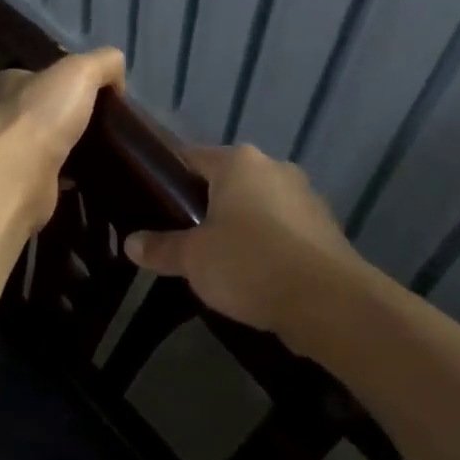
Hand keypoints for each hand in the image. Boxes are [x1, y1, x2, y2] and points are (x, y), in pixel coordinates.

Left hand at [0, 49, 125, 235]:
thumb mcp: (81, 70)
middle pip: (42, 109)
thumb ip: (103, 63)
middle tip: (103, 122)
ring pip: (45, 143)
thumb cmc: (41, 115)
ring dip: (69, 146)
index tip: (95, 91)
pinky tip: (90, 176)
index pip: (36, 75)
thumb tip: (117, 80)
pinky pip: (50, 175)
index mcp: (5, 83)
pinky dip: (68, 176)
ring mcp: (6, 153)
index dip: (64, 79)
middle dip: (68, 115)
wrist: (17, 178)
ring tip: (102, 150)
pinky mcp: (18, 185)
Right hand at [124, 145, 368, 342]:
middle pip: (227, 181)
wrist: (329, 302)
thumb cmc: (250, 264)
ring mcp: (304, 196)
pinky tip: (256, 275)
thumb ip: (161, 247)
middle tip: (182, 237)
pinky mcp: (325, 227)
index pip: (192, 157)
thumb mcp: (194, 259)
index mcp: (239, 162)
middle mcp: (273, 167)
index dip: (169, 178)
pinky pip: (283, 229)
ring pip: (258, 205)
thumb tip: (130, 243)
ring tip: (218, 261)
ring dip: (240, 226)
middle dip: (206, 206)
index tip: (152, 201)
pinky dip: (268, 244)